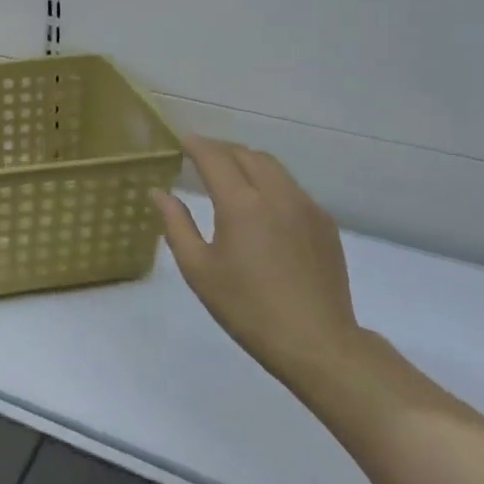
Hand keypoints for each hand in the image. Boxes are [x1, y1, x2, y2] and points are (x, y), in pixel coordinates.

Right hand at [153, 137, 360, 386]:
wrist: (316, 342)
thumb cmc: (247, 308)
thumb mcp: (198, 270)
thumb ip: (176, 225)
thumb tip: (159, 193)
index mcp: (241, 203)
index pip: (214, 157)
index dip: (196, 145)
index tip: (181, 141)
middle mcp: (276, 194)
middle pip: (247, 154)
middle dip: (222, 150)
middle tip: (201, 158)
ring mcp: (306, 207)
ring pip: (273, 167)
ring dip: (247, 162)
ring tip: (230, 176)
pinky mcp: (324, 223)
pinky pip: (292, 188)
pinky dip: (271, 183)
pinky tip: (262, 207)